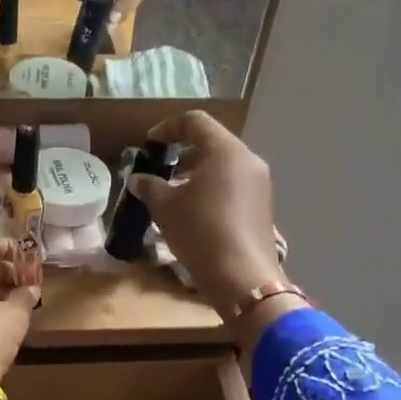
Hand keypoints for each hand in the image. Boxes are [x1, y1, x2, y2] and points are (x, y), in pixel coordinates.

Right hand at [124, 111, 283, 317]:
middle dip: (183, 151)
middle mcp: (247, 159)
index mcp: (225, 150)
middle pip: (212, 141)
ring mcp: (259, 183)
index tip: (149, 145)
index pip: (195, 122)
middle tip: (161, 167)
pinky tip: (194, 208)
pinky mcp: (262, 205)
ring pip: (224, 163)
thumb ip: (149, 186)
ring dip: (197, 170)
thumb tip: (137, 179)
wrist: (242, 277)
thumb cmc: (200, 232)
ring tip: (174, 190)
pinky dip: (212, 185)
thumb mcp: (165, 207)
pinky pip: (233, 183)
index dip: (168, 128)